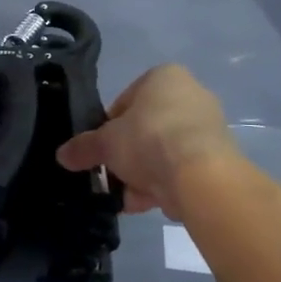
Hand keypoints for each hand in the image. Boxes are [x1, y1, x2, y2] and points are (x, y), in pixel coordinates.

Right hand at [55, 65, 241, 217]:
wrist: (201, 177)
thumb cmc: (148, 139)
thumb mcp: (106, 143)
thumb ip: (84, 147)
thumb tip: (62, 155)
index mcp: (164, 77)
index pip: (126, 100)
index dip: (108, 127)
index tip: (101, 148)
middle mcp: (191, 95)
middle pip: (146, 128)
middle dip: (127, 156)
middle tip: (112, 174)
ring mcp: (208, 128)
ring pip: (163, 152)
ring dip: (143, 175)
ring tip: (126, 197)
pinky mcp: (218, 159)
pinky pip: (181, 170)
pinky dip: (164, 186)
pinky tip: (146, 204)